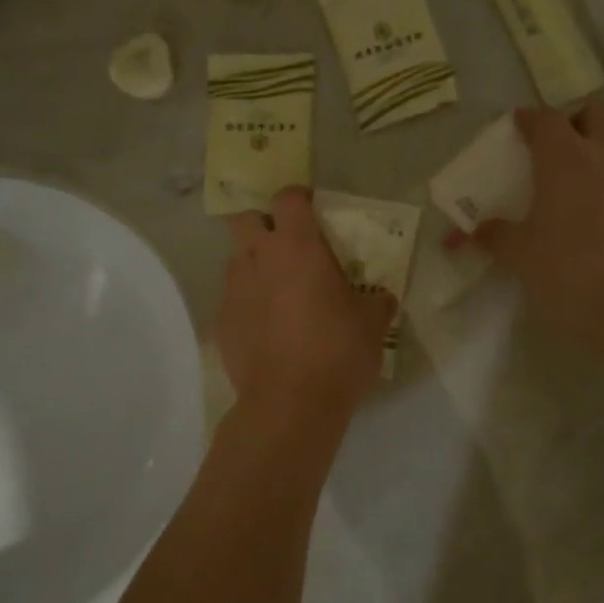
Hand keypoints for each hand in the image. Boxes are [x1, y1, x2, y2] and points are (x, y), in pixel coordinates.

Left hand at [218, 188, 394, 419]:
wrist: (290, 404)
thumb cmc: (337, 352)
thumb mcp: (372, 324)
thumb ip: (376, 302)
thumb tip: (382, 299)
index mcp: (297, 247)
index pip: (288, 198)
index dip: (299, 198)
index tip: (313, 211)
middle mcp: (258, 258)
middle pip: (245, 218)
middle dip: (263, 223)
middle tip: (287, 245)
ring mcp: (234, 289)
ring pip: (238, 259)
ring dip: (256, 264)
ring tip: (279, 290)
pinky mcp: (221, 321)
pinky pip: (233, 298)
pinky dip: (248, 302)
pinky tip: (266, 327)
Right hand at [475, 99, 603, 365]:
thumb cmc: (564, 268)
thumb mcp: (517, 253)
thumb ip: (493, 235)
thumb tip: (469, 233)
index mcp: (564, 159)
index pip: (545, 119)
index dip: (529, 118)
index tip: (517, 124)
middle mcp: (602, 157)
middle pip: (595, 112)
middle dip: (574, 119)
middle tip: (554, 144)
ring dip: (597, 147)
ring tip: (575, 177)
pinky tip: (597, 210)